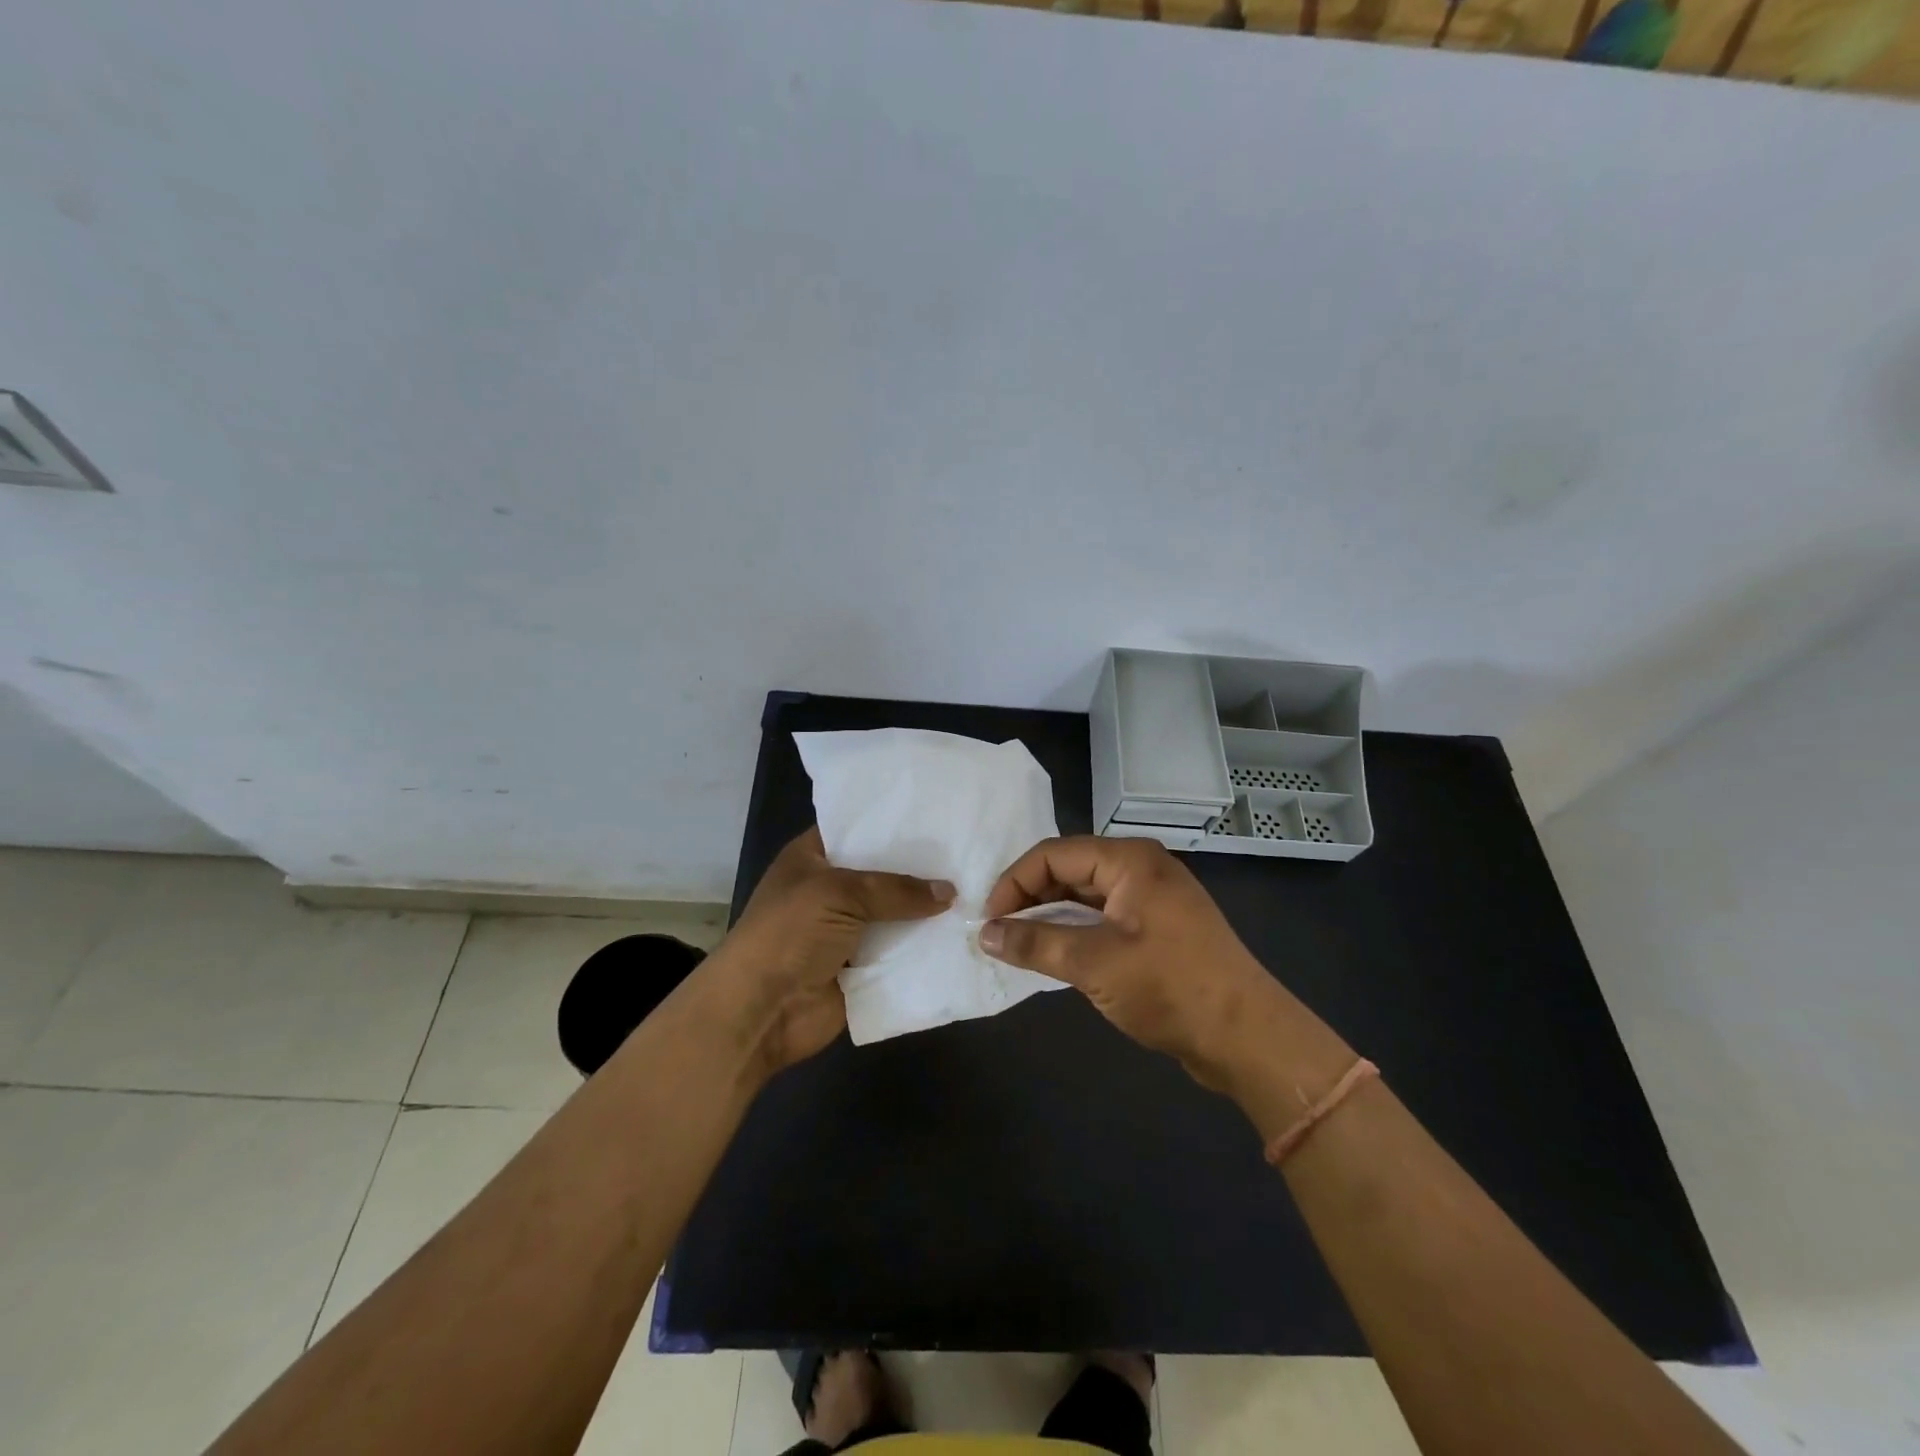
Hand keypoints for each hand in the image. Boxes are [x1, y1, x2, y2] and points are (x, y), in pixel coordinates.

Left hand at [713, 828, 953, 1074]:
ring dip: (929, 909)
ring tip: (980, 889)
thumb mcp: (839, 894)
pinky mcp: (864, 966)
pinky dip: (926, 946)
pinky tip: (966, 931)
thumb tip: (950, 892)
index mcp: (813, 857)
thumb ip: (896, 889)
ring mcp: (848, 929)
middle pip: (884, 871)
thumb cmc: (789, 934)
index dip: (893, 820)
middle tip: (971, 849)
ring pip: (897, 913)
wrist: (761, 1011)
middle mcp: (832, 889)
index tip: (939, 810)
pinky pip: (901, 951)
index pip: (857, 828)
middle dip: (921, 866)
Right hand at [979, 835, 1286, 1088]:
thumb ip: (1036, 943)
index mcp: (1129, 860)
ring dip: (1050, 917)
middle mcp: (1141, 868)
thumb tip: (984, 932)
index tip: (988, 919)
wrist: (1248, 1037)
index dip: (1014, 882)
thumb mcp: (1094, 964)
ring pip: (1085, 896)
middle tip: (998, 932)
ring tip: (1018, 945)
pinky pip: (1104, 918)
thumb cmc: (1170, 988)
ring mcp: (1153, 898)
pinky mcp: (1158, 928)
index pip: (1053, 854)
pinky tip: (1055, 955)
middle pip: (1069, 870)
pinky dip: (1075, 932)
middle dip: (1030, 898)